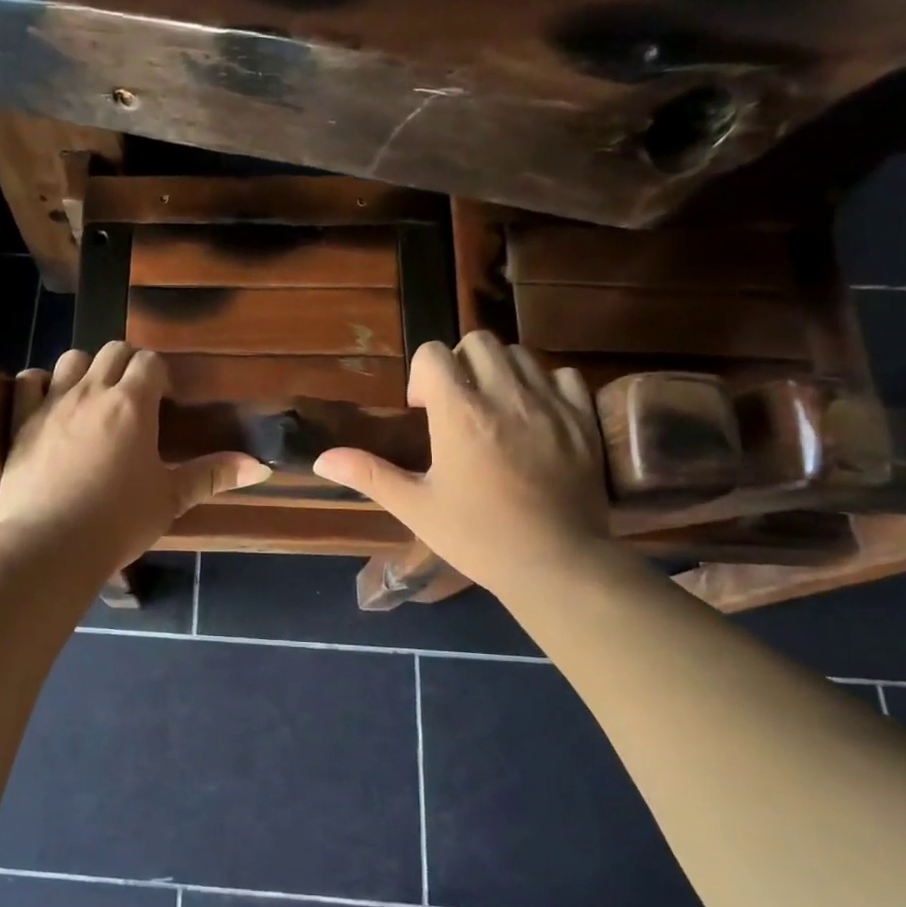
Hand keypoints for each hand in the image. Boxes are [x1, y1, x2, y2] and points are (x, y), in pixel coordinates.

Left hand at [0, 342, 269, 568]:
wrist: (52, 545)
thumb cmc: (119, 521)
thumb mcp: (171, 498)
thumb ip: (213, 475)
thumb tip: (262, 466)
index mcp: (132, 404)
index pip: (150, 362)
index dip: (159, 375)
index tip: (163, 401)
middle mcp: (92, 391)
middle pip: (113, 351)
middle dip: (127, 365)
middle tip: (133, 399)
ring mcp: (52, 403)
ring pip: (72, 358)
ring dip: (86, 370)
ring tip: (92, 398)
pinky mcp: (21, 420)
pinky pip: (28, 380)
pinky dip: (40, 384)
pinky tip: (48, 403)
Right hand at [313, 332, 609, 595]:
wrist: (556, 564)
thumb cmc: (478, 536)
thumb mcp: (415, 507)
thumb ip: (368, 474)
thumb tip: (322, 459)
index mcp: (459, 413)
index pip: (434, 353)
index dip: (421, 374)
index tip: (423, 410)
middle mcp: (504, 396)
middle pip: (478, 342)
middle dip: (460, 363)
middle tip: (458, 404)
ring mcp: (550, 405)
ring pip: (520, 354)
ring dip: (500, 370)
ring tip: (495, 408)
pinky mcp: (583, 419)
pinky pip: (564, 375)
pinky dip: (545, 384)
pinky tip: (536, 415)